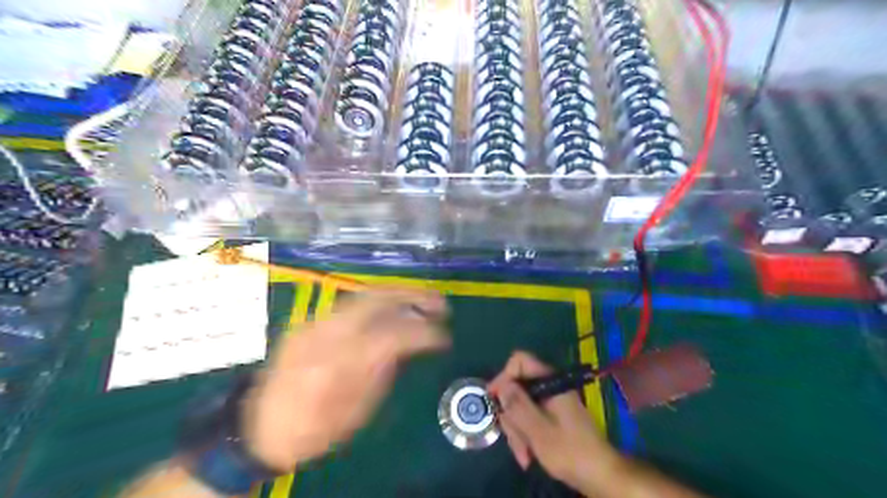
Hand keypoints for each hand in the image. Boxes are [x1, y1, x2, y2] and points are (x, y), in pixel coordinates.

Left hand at [241, 287, 451, 469]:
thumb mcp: (354, 412)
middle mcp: (324, 333)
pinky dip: (380, 302)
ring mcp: (314, 322)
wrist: (257, 427)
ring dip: (398, 293)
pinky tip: (394, 308)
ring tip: (423, 300)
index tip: (444, 337)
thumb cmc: (311, 430)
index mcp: (337, 364)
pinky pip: (352, 303)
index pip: (390, 335)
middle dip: (413, 295)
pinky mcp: (310, 320)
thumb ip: (382, 372)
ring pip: (364, 294)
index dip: (422, 332)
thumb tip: (407, 344)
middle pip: (375, 299)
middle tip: (440, 302)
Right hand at [484, 352, 617, 492]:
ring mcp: (550, 402)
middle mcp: (549, 387)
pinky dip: (525, 435)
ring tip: (524, 455)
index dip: (504, 377)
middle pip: (517, 387)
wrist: (601, 476)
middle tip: (513, 439)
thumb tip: (500, 384)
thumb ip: (518, 405)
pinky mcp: (551, 416)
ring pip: (521, 406)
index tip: (495, 401)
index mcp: (550, 382)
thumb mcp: (538, 430)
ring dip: (517, 430)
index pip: (519, 361)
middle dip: (510, 414)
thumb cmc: (570, 451)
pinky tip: (528, 456)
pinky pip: (529, 418)